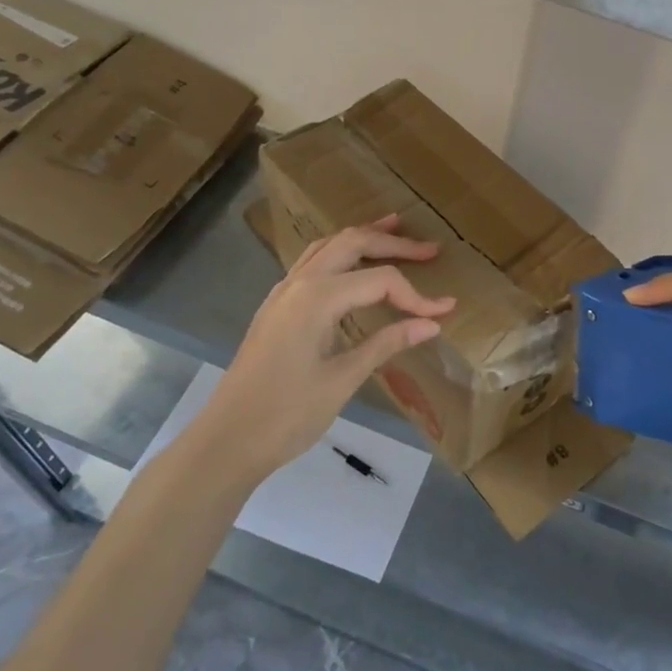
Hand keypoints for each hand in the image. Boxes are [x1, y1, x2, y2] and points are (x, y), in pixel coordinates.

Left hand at [202, 216, 453, 477]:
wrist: (226, 441)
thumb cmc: (286, 414)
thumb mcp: (343, 379)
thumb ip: (387, 343)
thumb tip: (431, 324)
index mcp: (317, 298)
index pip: (380, 281)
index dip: (416, 295)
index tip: (445, 311)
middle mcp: (298, 283)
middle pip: (352, 243)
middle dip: (393, 243)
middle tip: (430, 250)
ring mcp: (282, 293)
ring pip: (327, 246)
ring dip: (363, 237)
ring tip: (394, 229)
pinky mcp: (276, 307)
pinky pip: (312, 263)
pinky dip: (340, 253)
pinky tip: (353, 265)